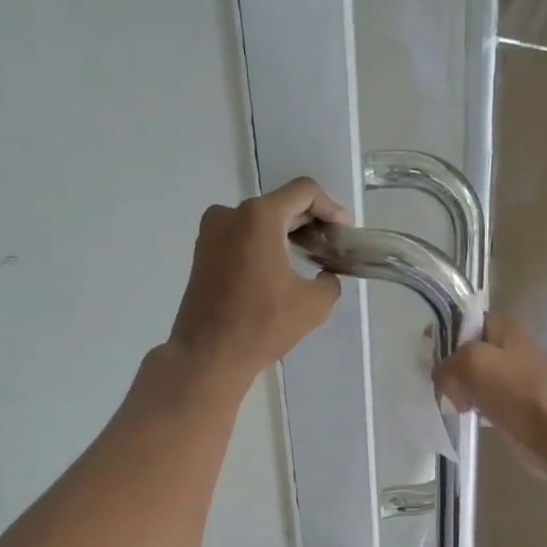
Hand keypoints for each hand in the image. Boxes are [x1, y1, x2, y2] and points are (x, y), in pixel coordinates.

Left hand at [167, 178, 348, 385]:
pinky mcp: (203, 252)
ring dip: (286, 233)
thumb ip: (330, 281)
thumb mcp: (314, 305)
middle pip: (281, 204)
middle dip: (310, 221)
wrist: (208, 355)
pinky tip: (281, 268)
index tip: (344, 233)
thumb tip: (326, 276)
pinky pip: (242, 235)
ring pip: (260, 220)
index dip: (331, 208)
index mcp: (259, 217)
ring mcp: (212, 232)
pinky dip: (265, 244)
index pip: (304, 191)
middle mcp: (231, 214)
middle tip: (332, 246)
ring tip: (309, 257)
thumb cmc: (262, 325)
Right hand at [434, 314, 546, 454]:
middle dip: (451, 366)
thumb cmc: (512, 389)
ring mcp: (514, 372)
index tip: (427, 353)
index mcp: (504, 327)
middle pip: (467, 349)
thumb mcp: (470, 363)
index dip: (444, 333)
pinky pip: (484, 394)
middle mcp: (510, 345)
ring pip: (474, 374)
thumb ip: (446, 363)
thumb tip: (441, 377)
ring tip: (456, 402)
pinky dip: (473, 402)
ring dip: (461, 387)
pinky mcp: (515, 397)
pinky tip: (469, 412)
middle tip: (443, 384)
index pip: (465, 320)